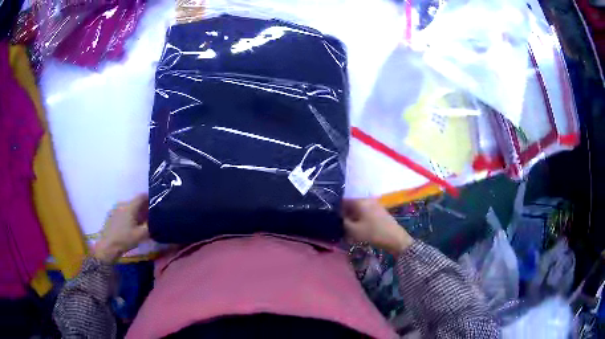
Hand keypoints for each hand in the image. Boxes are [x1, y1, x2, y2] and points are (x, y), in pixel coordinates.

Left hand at [93, 194, 149, 262]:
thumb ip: (150, 226)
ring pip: (128, 207)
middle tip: (149, 217)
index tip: (155, 204)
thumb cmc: (125, 239)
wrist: (108, 246)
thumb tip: (156, 221)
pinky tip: (128, 226)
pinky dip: (127, 216)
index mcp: (130, 206)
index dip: (149, 198)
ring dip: (134, 212)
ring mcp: (115, 209)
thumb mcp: (141, 235)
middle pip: (135, 202)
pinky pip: (122, 212)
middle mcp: (122, 204)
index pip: (141, 196)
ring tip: (139, 222)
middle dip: (142, 208)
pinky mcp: (110, 215)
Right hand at [342, 198, 412, 255]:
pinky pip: (365, 213)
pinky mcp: (379, 212)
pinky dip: (360, 220)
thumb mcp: (353, 230)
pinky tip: (358, 230)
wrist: (395, 238)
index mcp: (359, 201)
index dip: (335, 209)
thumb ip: (342, 222)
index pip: (342, 201)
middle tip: (339, 226)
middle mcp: (367, 200)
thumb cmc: (373, 233)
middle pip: (351, 205)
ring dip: (352, 219)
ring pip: (358, 210)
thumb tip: (335, 218)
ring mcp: (374, 205)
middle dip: (344, 215)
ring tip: (348, 230)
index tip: (331, 219)